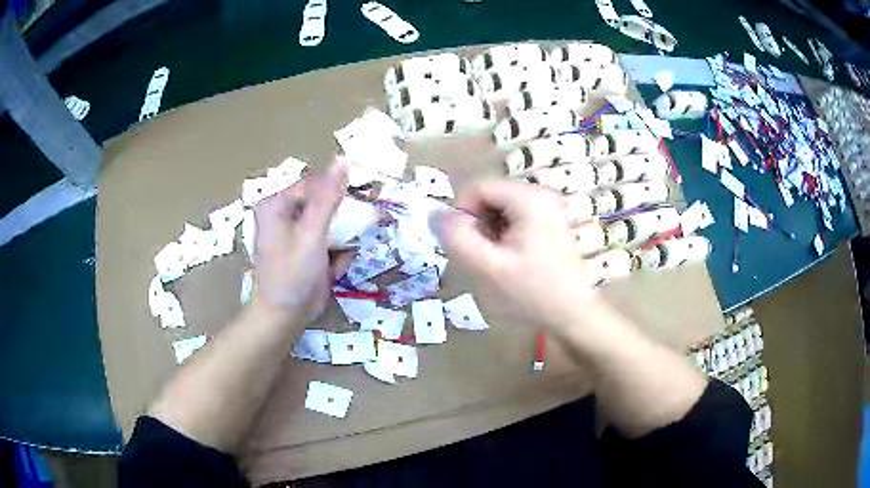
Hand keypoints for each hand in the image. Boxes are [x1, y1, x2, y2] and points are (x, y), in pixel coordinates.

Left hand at [253, 160, 350, 320]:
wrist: (285, 317)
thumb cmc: (293, 274)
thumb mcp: (312, 233)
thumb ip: (328, 197)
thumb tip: (343, 161)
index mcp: (276, 204)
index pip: (315, 184)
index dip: (338, 195)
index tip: (359, 209)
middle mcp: (283, 214)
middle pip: (324, 204)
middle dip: (340, 226)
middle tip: (345, 240)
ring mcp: (295, 233)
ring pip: (331, 223)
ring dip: (339, 243)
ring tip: (333, 261)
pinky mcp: (305, 249)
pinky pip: (328, 241)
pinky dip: (334, 255)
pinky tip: (330, 271)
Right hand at [435, 180, 606, 334]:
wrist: (572, 314)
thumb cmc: (532, 293)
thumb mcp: (488, 268)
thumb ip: (457, 238)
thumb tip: (434, 213)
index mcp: (528, 197)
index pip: (477, 187)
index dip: (462, 214)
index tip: (467, 246)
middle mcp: (541, 193)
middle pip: (490, 196)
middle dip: (478, 224)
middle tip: (484, 257)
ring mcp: (549, 206)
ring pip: (500, 208)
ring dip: (490, 232)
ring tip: (499, 261)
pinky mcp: (551, 220)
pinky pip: (515, 217)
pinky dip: (505, 234)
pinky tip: (512, 259)